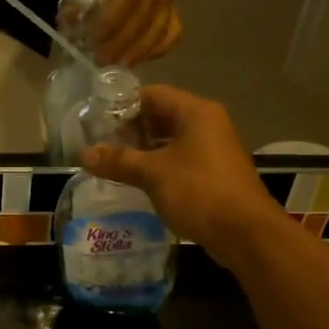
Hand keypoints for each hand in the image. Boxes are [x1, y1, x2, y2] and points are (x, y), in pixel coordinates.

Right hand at [82, 86, 282, 258]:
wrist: (245, 233)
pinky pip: (180, 160)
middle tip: (101, 143)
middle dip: (131, 129)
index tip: (96, 120)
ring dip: (143, 150)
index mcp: (196, 112)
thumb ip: (118, 160)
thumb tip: (83, 153)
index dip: (122, 105)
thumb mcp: (153, 174)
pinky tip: (138, 180)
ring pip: (171, 140)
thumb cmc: (199, 191)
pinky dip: (158, 165)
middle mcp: (207, 124)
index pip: (152, 94)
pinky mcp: (214, 173)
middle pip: (162, 116)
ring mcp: (213, 149)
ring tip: (114, 162)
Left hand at [91, 0, 181, 66]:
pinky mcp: (174, 7)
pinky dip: (155, 51)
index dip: (110, 22)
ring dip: (134, 53)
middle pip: (143, 20)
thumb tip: (69, 19)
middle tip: (97, 60)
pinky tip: (136, 58)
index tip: (91, 39)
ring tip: (113, 66)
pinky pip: (171, 35)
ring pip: (158, 32)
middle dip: (118, 44)